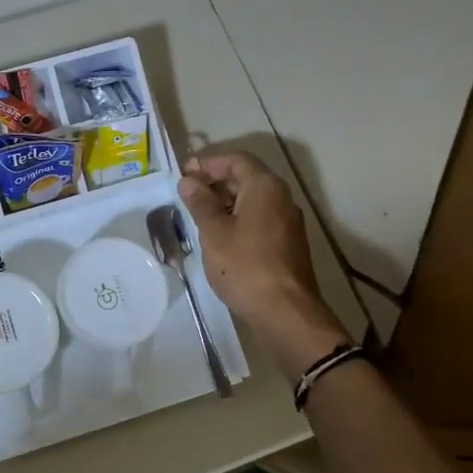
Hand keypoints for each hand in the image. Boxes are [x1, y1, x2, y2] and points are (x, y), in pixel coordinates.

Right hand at [179, 151, 349, 372]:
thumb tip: (188, 181)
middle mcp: (282, 198)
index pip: (236, 160)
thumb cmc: (245, 266)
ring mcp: (288, 222)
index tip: (184, 174)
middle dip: (216, 182)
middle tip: (187, 194)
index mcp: (265, 187)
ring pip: (254, 200)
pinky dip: (238, 219)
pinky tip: (219, 237)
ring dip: (226, 202)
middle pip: (247, 178)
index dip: (208, 163)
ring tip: (198, 216)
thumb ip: (200, 203)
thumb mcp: (214, 232)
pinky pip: (260, 220)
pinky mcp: (288, 244)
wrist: (285, 312)